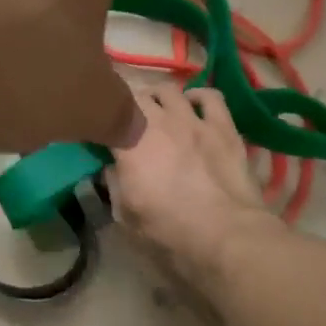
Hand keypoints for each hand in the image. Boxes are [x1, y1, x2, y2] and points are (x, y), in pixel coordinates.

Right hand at [107, 83, 279, 295]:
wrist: (225, 235)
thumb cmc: (169, 231)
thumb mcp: (126, 216)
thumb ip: (114, 184)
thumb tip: (112, 167)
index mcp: (128, 144)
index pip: (105, 117)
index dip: (100, 122)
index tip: (99, 133)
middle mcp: (157, 122)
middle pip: (134, 96)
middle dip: (128, 106)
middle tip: (129, 122)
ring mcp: (192, 120)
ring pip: (168, 90)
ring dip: (159, 97)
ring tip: (159, 109)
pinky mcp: (222, 126)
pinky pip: (210, 96)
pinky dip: (198, 96)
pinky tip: (195, 105)